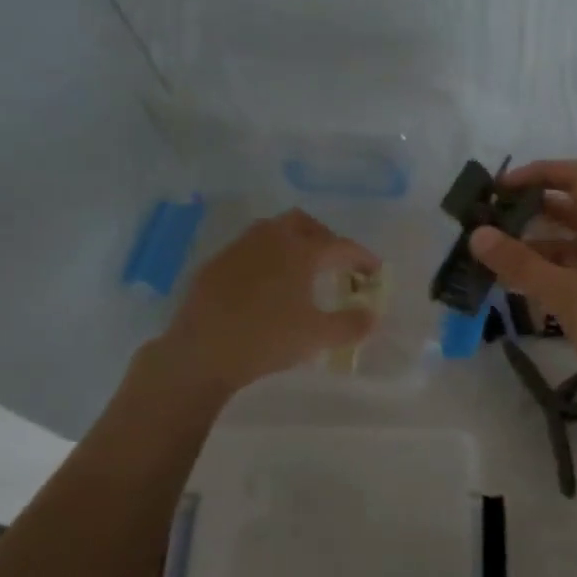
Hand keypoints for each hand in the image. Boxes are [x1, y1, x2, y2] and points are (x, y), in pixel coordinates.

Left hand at [159, 210, 379, 396]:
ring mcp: (238, 249)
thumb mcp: (317, 336)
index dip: (362, 257)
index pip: (341, 246)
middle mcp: (270, 240)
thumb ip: (351, 324)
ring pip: (272, 230)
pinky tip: (264, 284)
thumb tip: (372, 316)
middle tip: (335, 261)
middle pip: (303, 223)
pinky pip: (248, 249)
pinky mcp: (214, 264)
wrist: (201, 353)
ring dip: (292, 242)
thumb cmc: (267, 340)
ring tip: (301, 269)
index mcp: (300, 252)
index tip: (374, 271)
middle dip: (324, 237)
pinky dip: (265, 258)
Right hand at [470, 160, 576, 400]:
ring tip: (499, 261)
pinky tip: (527, 291)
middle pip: (573, 210)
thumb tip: (478, 234)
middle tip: (492, 224)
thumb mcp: (565, 294)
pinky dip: (552, 275)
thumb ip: (521, 264)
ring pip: (574, 245)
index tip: (501, 188)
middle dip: (532, 212)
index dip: (540, 172)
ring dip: (538, 247)